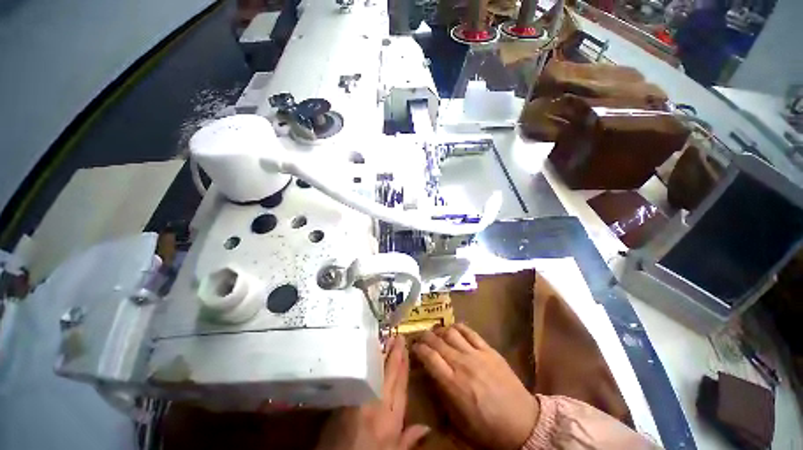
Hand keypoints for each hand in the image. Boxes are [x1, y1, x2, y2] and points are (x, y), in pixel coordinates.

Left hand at [316, 336, 429, 449]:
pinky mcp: (345, 395)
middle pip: (389, 373)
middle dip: (394, 353)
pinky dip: (365, 362)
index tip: (406, 348)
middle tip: (398, 336)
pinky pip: (358, 373)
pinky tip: (367, 353)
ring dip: (381, 353)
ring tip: (386, 338)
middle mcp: (377, 401)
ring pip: (374, 370)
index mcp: (390, 417)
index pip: (401, 384)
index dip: (404, 365)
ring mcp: (359, 396)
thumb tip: (428, 427)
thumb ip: (408, 438)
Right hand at [412, 324, 538, 449]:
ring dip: (440, 330)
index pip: (429, 357)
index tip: (413, 347)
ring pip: (452, 333)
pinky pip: (470, 332)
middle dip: (425, 337)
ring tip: (436, 333)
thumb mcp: (458, 421)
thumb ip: (441, 396)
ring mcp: (477, 354)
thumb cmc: (487, 428)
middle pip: (438, 341)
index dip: (418, 349)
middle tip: (421, 338)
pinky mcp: (489, 350)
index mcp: (453, 384)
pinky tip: (453, 328)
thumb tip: (430, 376)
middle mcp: (462, 364)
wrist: (522, 423)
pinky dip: (458, 327)